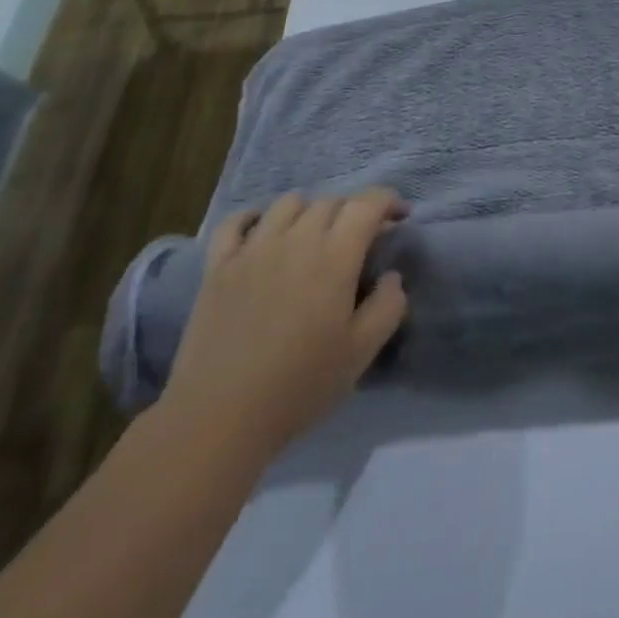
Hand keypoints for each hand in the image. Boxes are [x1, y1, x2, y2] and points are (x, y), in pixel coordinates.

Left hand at [158, 189, 407, 464]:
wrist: (220, 416)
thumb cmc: (300, 385)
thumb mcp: (362, 353)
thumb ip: (388, 306)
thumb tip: (391, 276)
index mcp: (335, 255)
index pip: (367, 204)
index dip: (388, 201)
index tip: (399, 216)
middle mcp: (296, 238)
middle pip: (330, 201)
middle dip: (352, 211)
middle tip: (359, 238)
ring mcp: (253, 248)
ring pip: (288, 204)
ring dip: (309, 211)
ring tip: (313, 236)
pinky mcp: (218, 265)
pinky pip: (236, 221)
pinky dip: (254, 217)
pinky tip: (262, 232)